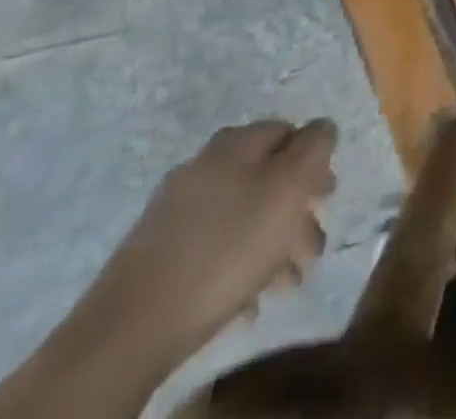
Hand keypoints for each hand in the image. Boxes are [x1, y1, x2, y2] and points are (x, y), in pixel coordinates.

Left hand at [88, 119, 336, 363]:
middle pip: (266, 177)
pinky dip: (238, 266)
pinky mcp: (155, 256)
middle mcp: (204, 166)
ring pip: (241, 216)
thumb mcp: (289, 187)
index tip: (326, 196)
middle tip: (313, 244)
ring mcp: (174, 212)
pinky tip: (248, 299)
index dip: (315, 159)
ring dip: (272, 243)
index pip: (289, 131)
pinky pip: (212, 249)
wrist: (129, 328)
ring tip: (288, 281)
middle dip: (295, 209)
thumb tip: (323, 127)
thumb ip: (314, 147)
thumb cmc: (226, 247)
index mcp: (236, 143)